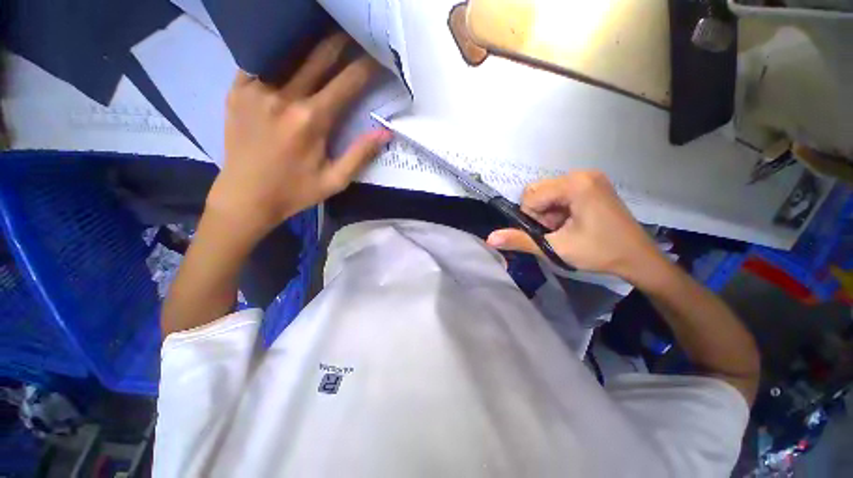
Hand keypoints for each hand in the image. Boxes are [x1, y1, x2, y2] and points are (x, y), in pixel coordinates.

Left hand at [206, 32, 391, 242]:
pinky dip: (279, 51)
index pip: (347, 83)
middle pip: (319, 57)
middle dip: (341, 42)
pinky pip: (261, 60)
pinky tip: (289, 48)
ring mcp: (256, 89)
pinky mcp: (237, 90)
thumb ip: (360, 155)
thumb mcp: (335, 181)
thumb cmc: (295, 192)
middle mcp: (284, 97)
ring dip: (311, 41)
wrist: (245, 197)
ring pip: (289, 51)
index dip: (366, 67)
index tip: (379, 57)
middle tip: (355, 31)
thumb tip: (385, 132)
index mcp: (312, 121)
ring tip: (325, 32)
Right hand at [487, 171, 664, 280]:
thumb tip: (489, 238)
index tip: (548, 233)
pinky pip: (560, 194)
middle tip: (557, 231)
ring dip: (548, 214)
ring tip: (565, 229)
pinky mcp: (592, 185)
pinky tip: (571, 223)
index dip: (532, 218)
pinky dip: (558, 210)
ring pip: (547, 193)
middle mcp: (581, 174)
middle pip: (538, 191)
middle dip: (539, 214)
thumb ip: (520, 240)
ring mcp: (589, 178)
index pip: (531, 196)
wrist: (638, 259)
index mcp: (576, 184)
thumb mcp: (556, 248)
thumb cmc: (599, 252)